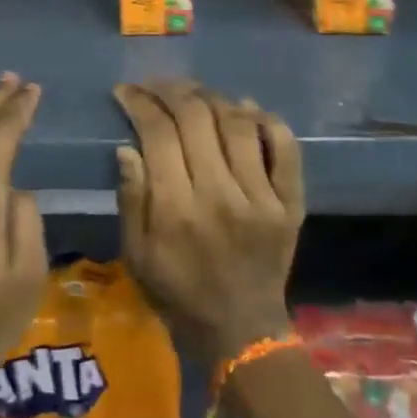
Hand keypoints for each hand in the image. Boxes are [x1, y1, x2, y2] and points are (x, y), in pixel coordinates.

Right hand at [114, 81, 304, 366]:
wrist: (241, 332)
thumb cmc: (178, 292)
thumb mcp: (137, 254)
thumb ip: (131, 198)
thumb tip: (128, 146)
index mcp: (178, 209)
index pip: (158, 133)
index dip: (139, 102)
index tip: (126, 91)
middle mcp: (221, 194)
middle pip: (197, 118)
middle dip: (170, 90)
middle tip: (155, 85)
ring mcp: (262, 197)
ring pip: (238, 123)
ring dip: (212, 97)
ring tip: (194, 94)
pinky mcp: (290, 202)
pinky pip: (285, 147)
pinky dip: (267, 120)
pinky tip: (246, 109)